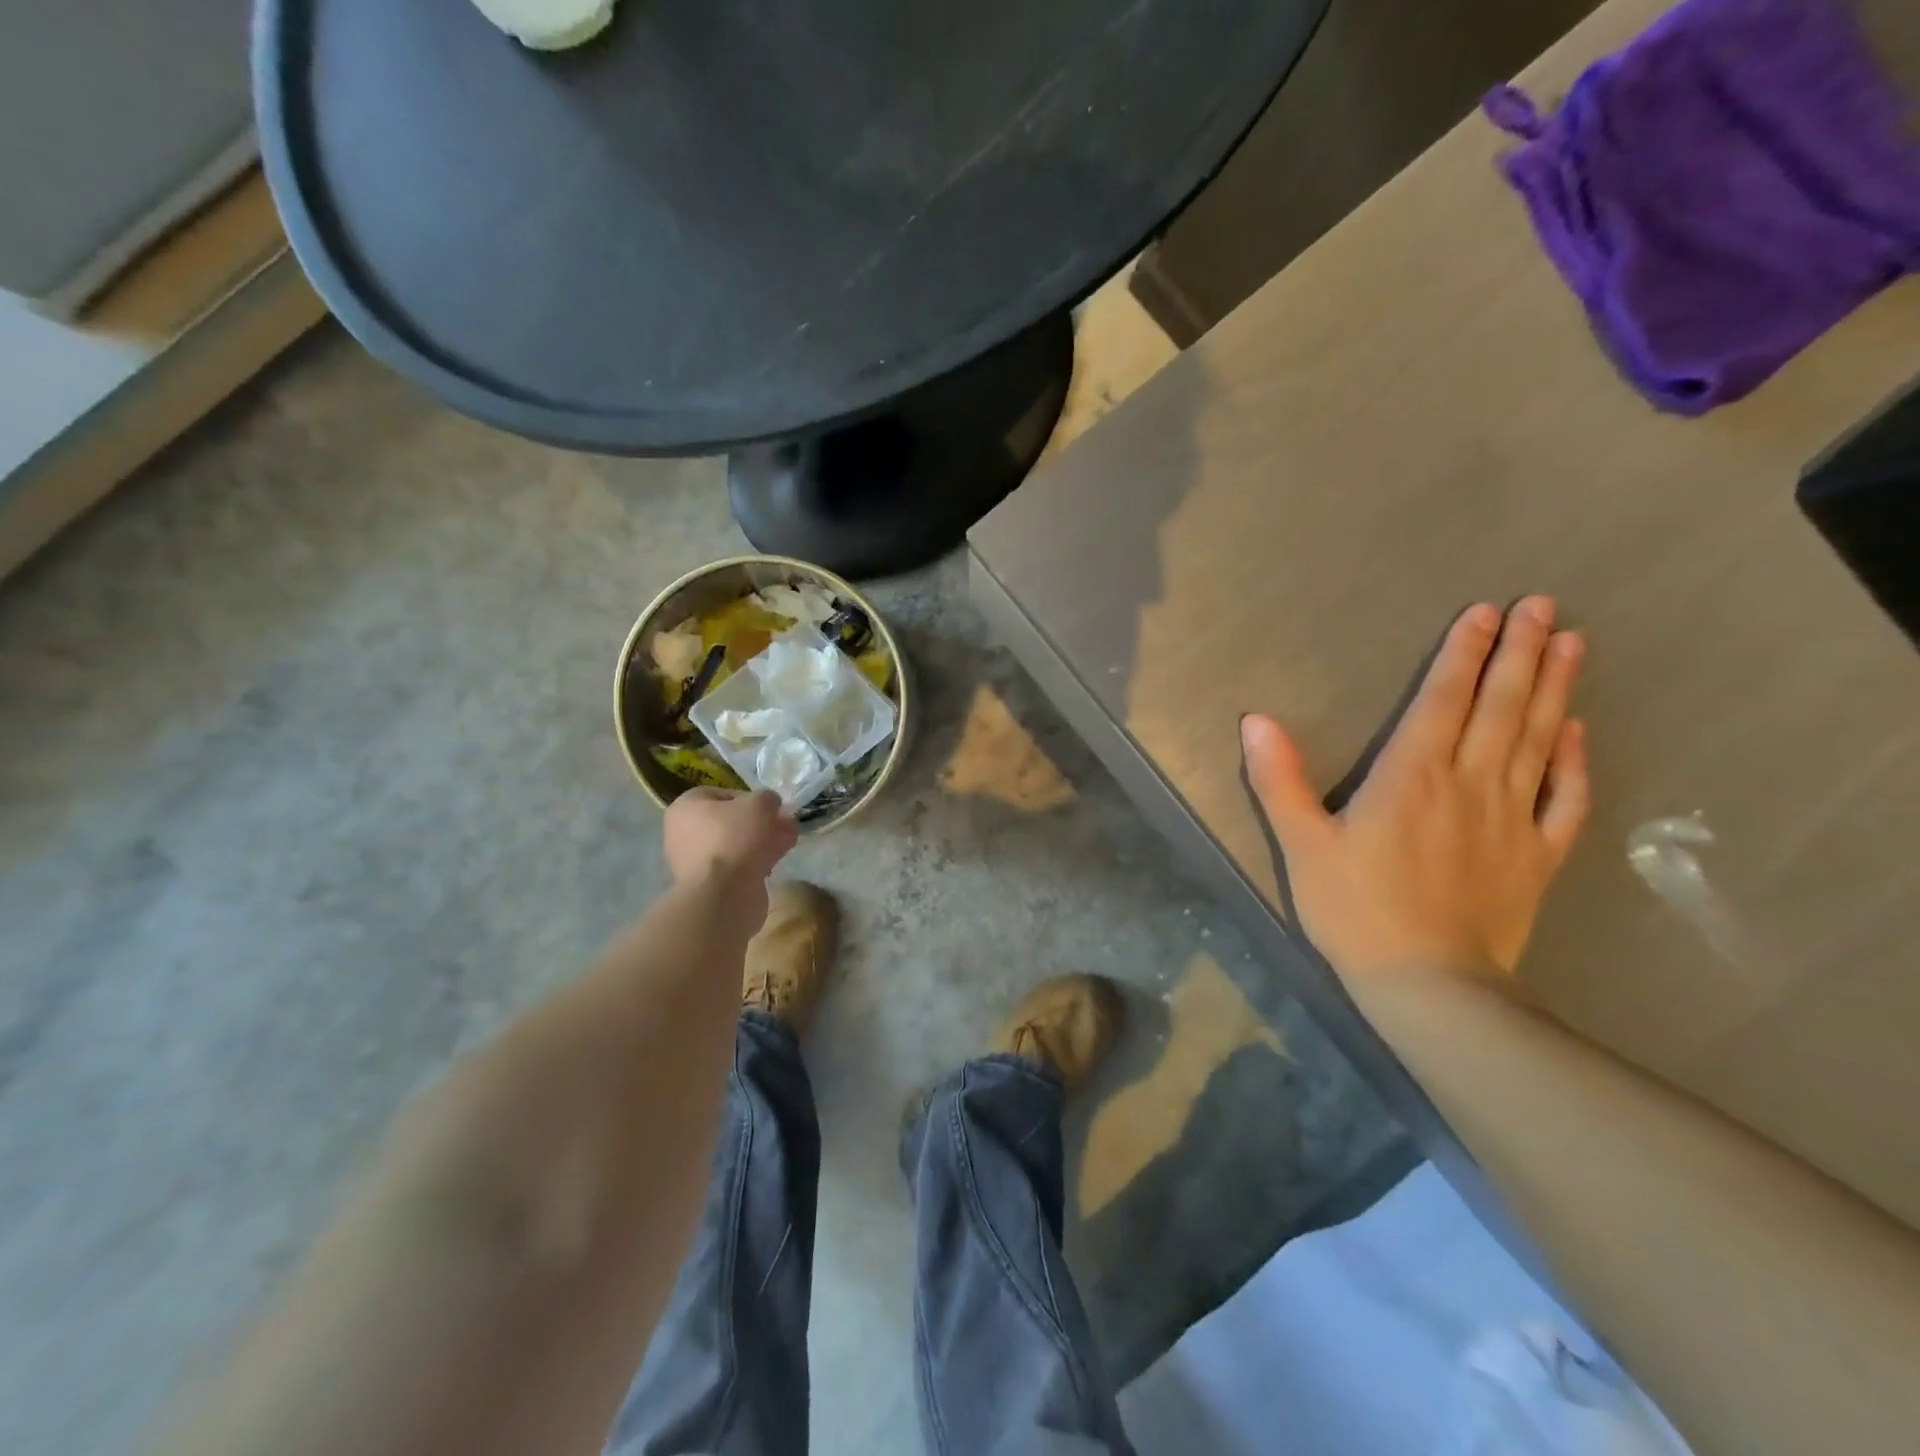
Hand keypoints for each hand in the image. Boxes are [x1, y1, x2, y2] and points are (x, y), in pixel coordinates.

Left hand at [663, 789, 798, 917]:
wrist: (724, 893)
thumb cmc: (735, 837)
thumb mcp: (760, 804)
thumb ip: (767, 798)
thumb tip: (769, 804)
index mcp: (686, 807)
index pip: (722, 794)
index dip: (751, 798)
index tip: (770, 807)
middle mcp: (684, 833)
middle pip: (730, 821)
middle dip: (761, 822)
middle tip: (784, 823)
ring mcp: (694, 861)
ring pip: (736, 844)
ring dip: (763, 840)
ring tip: (788, 840)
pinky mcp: (709, 884)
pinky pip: (736, 865)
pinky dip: (756, 861)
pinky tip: (777, 860)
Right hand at [1242, 596, 1590, 982]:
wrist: (1428, 984)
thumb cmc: (1355, 910)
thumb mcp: (1302, 844)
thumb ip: (1278, 780)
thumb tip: (1254, 720)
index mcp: (1411, 777)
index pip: (1443, 700)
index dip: (1463, 653)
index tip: (1487, 612)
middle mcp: (1469, 784)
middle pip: (1500, 707)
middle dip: (1520, 653)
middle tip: (1544, 606)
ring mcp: (1511, 819)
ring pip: (1538, 740)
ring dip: (1554, 690)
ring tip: (1573, 644)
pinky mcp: (1537, 856)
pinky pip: (1565, 799)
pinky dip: (1575, 762)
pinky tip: (1579, 732)